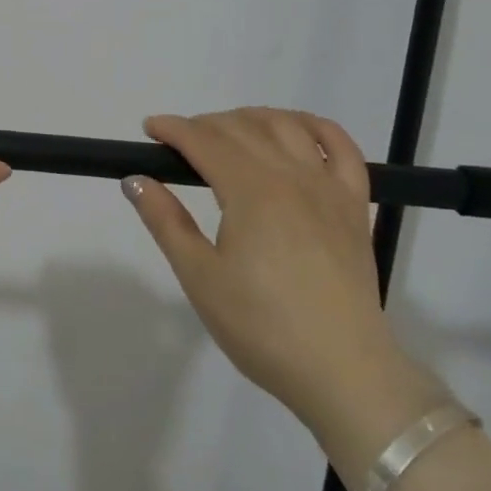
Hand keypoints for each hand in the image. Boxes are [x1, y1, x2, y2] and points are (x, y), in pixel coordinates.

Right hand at [121, 107, 427, 446]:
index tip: (150, 129)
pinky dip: (317, 127)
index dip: (173, 128)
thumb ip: (166, 222)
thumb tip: (135, 179)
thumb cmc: (262, 327)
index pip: (204, 141)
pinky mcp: (355, 205)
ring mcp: (328, 187)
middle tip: (179, 142)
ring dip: (251, 118)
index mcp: (250, 192)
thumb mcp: (200, 277)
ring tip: (228, 132)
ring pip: (287, 127)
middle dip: (203, 124)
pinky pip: (342, 148)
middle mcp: (291, 176)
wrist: (344, 372)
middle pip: (242, 128)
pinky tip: (297, 130)